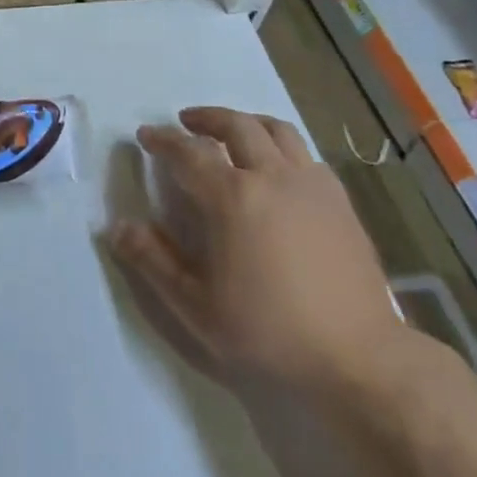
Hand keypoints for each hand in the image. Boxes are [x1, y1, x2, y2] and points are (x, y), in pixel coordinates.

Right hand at [108, 107, 418, 402]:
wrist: (359, 358)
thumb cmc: (269, 333)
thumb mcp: (196, 306)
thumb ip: (153, 261)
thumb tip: (118, 227)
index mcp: (232, 198)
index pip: (189, 153)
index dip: (163, 140)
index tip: (146, 135)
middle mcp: (272, 177)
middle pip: (236, 126)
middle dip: (206, 118)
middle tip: (186, 122)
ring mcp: (312, 185)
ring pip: (276, 130)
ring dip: (246, 122)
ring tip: (231, 131)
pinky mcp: (340, 201)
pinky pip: (305, 154)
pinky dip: (281, 146)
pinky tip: (276, 168)